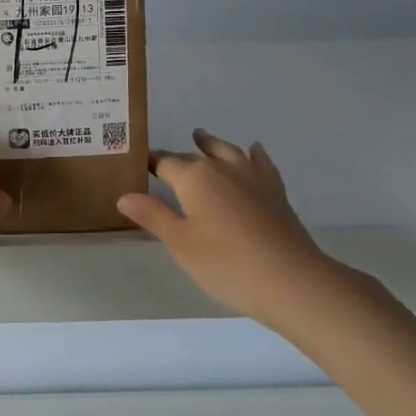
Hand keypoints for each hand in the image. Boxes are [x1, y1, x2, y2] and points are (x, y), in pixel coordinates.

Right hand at [118, 129, 348, 326]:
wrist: (291, 279)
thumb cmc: (227, 264)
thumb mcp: (181, 243)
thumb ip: (153, 215)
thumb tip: (124, 195)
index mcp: (195, 178)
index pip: (165, 163)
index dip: (150, 163)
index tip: (137, 163)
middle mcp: (223, 168)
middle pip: (194, 156)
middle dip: (177, 157)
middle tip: (162, 160)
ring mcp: (253, 177)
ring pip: (227, 151)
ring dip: (211, 144)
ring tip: (201, 136)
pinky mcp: (275, 190)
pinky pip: (260, 162)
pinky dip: (253, 154)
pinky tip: (253, 151)